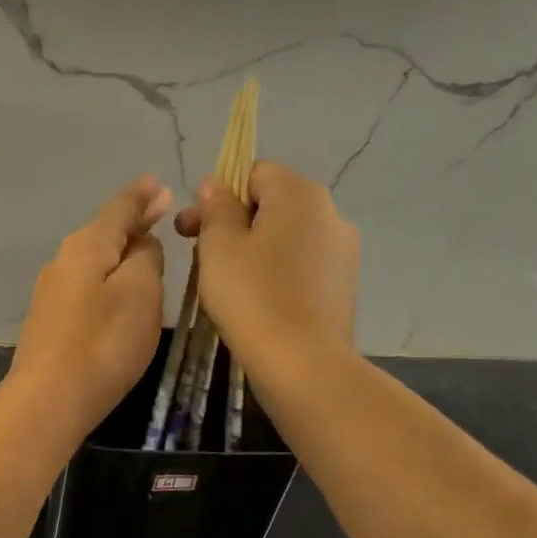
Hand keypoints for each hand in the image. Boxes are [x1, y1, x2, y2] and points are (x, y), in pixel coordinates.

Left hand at [9, 176, 171, 438]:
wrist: (48, 398)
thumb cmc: (104, 341)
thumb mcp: (140, 291)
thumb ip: (146, 256)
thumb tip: (141, 242)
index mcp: (88, 244)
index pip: (120, 208)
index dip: (142, 196)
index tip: (159, 185)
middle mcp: (65, 258)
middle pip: (104, 230)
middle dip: (132, 219)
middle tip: (159, 210)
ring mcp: (53, 289)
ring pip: (95, 256)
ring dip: (120, 248)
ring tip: (144, 244)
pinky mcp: (51, 317)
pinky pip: (87, 281)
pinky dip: (108, 273)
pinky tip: (118, 284)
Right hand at [175, 161, 358, 366]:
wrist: (304, 365)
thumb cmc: (252, 295)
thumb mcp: (219, 245)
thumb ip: (217, 207)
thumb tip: (216, 184)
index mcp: (300, 195)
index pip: (254, 172)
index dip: (219, 194)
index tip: (193, 226)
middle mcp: (330, 213)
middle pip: (271, 202)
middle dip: (232, 221)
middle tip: (195, 251)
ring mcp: (342, 251)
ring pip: (285, 234)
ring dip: (251, 245)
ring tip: (222, 278)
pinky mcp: (342, 284)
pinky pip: (300, 262)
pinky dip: (274, 269)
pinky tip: (254, 298)